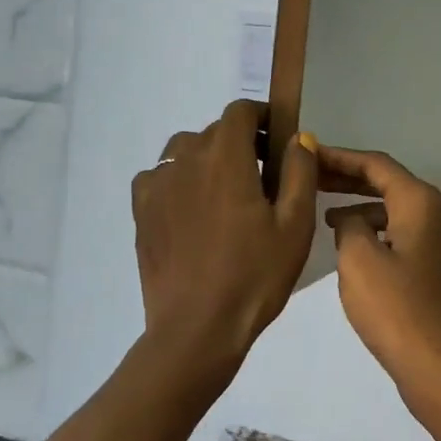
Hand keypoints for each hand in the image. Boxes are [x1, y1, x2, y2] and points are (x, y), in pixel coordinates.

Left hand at [132, 101, 317, 381]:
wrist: (198, 329)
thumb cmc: (255, 275)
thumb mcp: (295, 225)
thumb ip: (299, 172)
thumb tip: (299, 138)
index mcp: (226, 158)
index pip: (238, 112)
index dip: (260, 116)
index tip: (277, 138)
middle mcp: (186, 161)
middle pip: (213, 131)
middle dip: (239, 141)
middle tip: (262, 175)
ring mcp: (157, 186)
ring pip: (183, 151)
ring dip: (207, 158)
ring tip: (225, 191)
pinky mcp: (141, 213)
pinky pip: (159, 177)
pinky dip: (178, 179)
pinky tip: (192, 209)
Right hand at [319, 147, 440, 420]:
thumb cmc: (398, 309)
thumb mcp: (359, 259)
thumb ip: (349, 226)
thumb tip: (351, 220)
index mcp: (422, 203)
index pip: (377, 164)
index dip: (341, 157)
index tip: (308, 153)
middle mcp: (439, 214)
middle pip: (389, 184)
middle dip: (350, 179)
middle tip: (310, 178)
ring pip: (396, 211)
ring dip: (362, 208)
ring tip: (324, 217)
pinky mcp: (440, 270)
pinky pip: (403, 236)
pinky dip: (377, 233)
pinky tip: (352, 251)